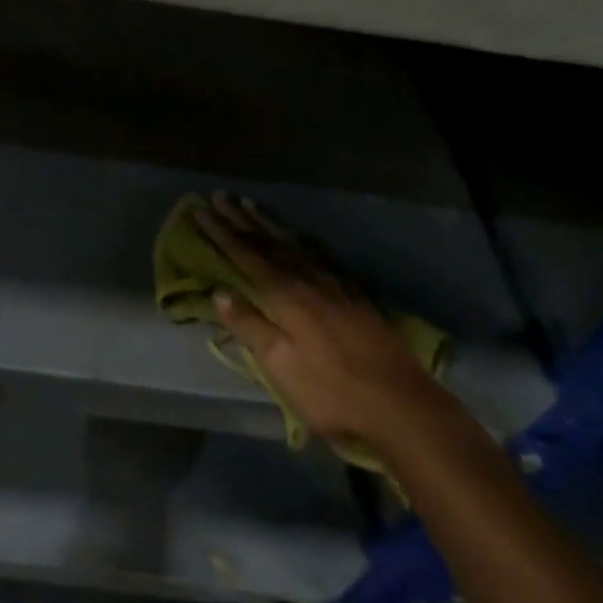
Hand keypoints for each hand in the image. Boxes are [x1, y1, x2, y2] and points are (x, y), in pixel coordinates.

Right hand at [193, 191, 425, 455]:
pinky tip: (299, 239)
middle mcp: (308, 278)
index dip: (221, 232)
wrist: (402, 407)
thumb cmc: (331, 392)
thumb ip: (250, 326)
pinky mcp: (355, 295)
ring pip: (294, 244)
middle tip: (220, 196)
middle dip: (241, 219)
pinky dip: (300, 240)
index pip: (245, 254)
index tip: (200, 209)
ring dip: (268, 224)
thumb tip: (219, 291)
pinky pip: (318, 254)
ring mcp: (335, 284)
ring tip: (251, 205)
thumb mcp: (280, 366)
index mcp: (285, 294)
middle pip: (268, 242)